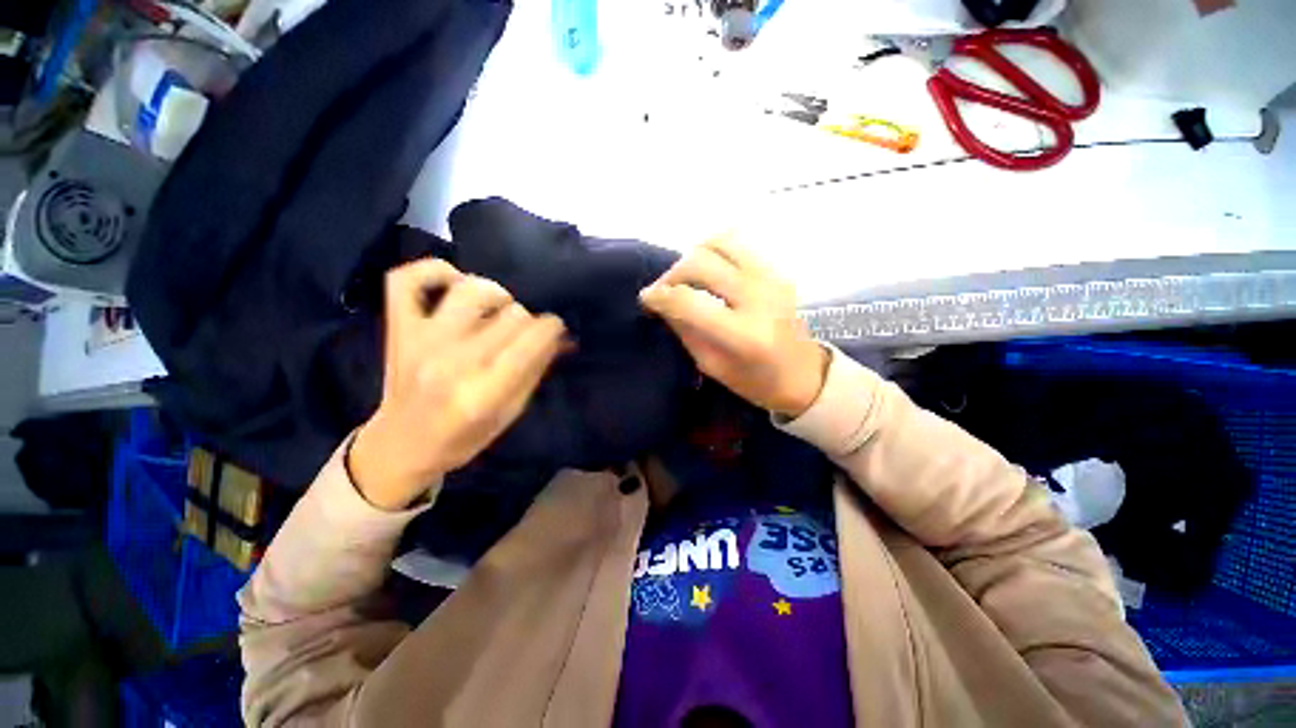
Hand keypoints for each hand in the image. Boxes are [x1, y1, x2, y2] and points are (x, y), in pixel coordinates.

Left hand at [349, 259, 567, 510]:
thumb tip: (561, 337)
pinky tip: (455, 282)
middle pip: (510, 314)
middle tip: (525, 331)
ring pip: (469, 290)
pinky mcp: (398, 329)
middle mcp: (453, 362)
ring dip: (496, 294)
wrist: (402, 445)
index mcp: (484, 392)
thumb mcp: (510, 413)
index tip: (556, 328)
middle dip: (528, 319)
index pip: (532, 340)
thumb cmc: (463, 437)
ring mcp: (421, 341)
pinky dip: (433, 270)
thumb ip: (535, 370)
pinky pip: (407, 281)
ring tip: (498, 308)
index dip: (552, 327)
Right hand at [639, 235, 828, 417]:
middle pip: (702, 262)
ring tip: (685, 277)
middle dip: (673, 273)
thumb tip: (662, 304)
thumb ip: (686, 331)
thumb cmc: (757, 382)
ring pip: (721, 242)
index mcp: (744, 334)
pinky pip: (738, 245)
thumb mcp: (713, 366)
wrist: (805, 374)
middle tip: (663, 290)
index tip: (646, 299)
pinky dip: (714, 252)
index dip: (660, 296)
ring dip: (694, 255)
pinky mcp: (777, 271)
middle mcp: (759, 297)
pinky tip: (707, 271)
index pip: (689, 301)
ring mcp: (772, 278)